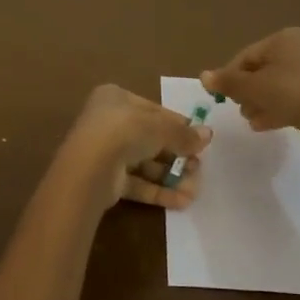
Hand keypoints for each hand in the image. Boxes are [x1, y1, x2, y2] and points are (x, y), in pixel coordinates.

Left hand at [56, 84, 210, 211]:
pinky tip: (182, 201)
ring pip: (145, 163)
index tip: (199, 139)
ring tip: (195, 189)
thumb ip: (183, 133)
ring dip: (171, 176)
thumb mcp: (160, 127)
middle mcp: (108, 122)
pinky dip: (158, 191)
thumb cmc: (125, 132)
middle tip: (199, 167)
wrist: (91, 168)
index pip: (153, 110)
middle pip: (150, 138)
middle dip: (177, 155)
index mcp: (115, 98)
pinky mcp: (106, 179)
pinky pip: (137, 183)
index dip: (178, 125)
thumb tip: (208, 135)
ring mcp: (106, 152)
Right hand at [203, 28, 299, 140]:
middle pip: (264, 69)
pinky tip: (265, 124)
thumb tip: (202, 76)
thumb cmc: (292, 94)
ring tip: (251, 119)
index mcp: (287, 37)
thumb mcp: (253, 88)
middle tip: (238, 108)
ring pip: (280, 84)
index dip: (231, 75)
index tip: (221, 96)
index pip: (248, 55)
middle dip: (248, 90)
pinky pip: (296, 96)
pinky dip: (280, 107)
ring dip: (261, 101)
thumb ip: (227, 82)